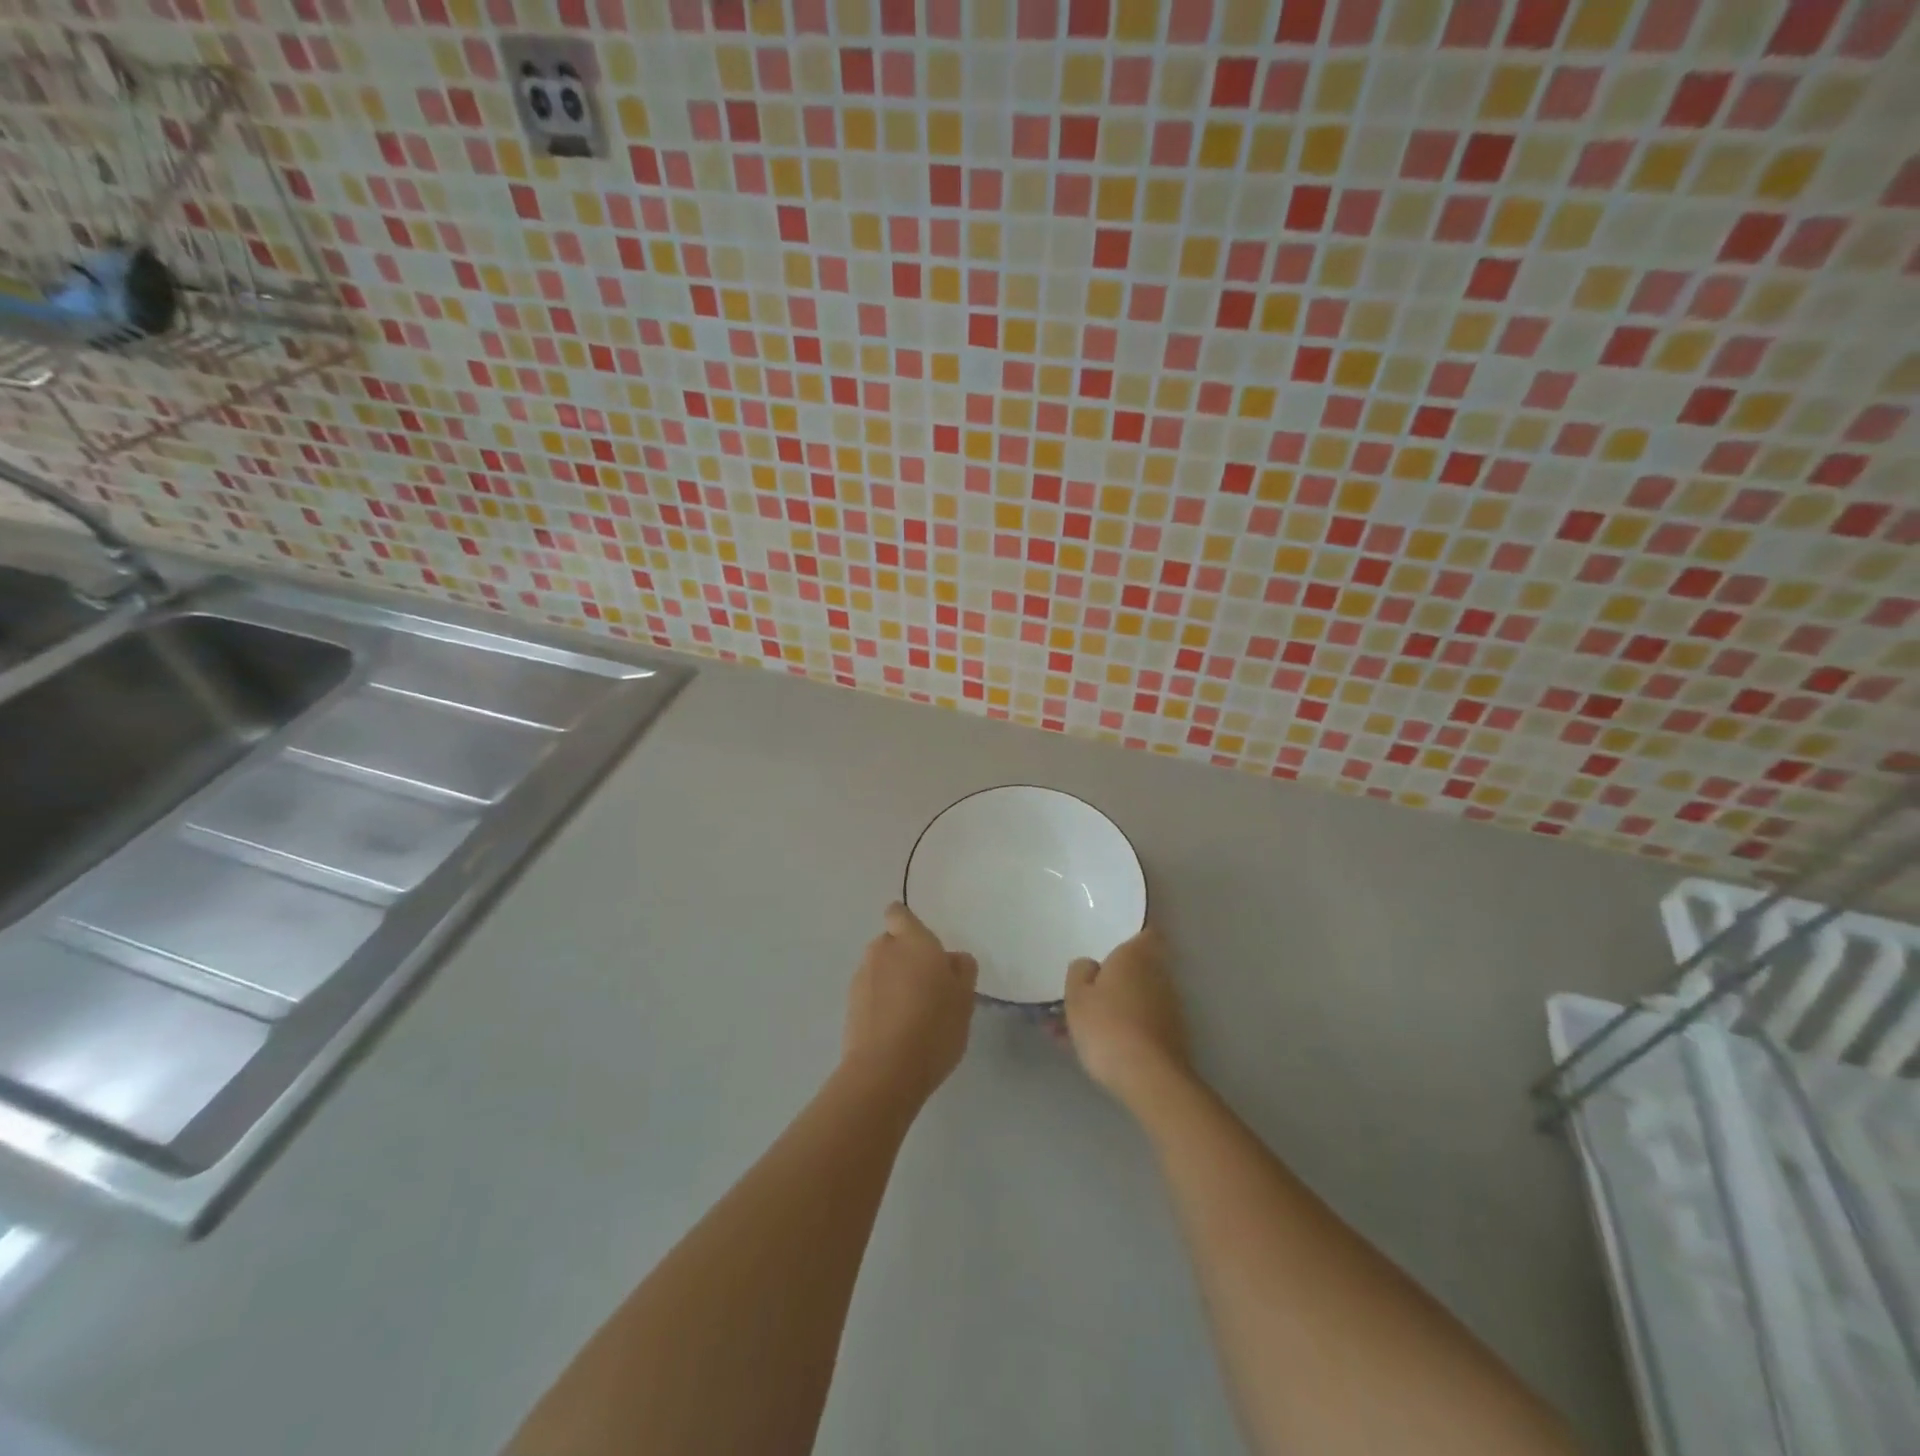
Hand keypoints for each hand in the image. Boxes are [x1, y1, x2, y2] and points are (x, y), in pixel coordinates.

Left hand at [842, 903, 977, 1105]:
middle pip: (890, 943)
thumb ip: (961, 970)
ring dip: (891, 981)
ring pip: (879, 969)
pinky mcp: (849, 1005)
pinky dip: (880, 1003)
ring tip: (912, 1014)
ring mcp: (862, 977)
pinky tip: (896, 1030)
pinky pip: (870, 994)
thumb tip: (951, 959)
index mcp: (913, 941)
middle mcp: (882, 950)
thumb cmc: (934, 1026)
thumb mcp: (965, 998)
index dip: (907, 925)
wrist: (886, 1070)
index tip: (923, 947)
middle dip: (904, 958)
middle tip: (927, 987)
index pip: (899, 914)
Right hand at [1063, 928, 1190, 1107]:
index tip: (1111, 943)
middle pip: (1135, 970)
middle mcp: (1158, 976)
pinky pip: (1136, 1025)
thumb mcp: (1077, 996)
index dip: (1132, 935)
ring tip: (1068, 1030)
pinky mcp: (1170, 1039)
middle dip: (1110, 980)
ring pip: (1132, 1000)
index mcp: (1137, 956)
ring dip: (1108, 1009)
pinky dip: (1117, 1031)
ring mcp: (1168, 1009)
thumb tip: (1091, 965)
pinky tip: (1089, 1050)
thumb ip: (1080, 973)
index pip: (1145, 932)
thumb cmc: (1107, 1025)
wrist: (1149, 1079)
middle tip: (1079, 993)